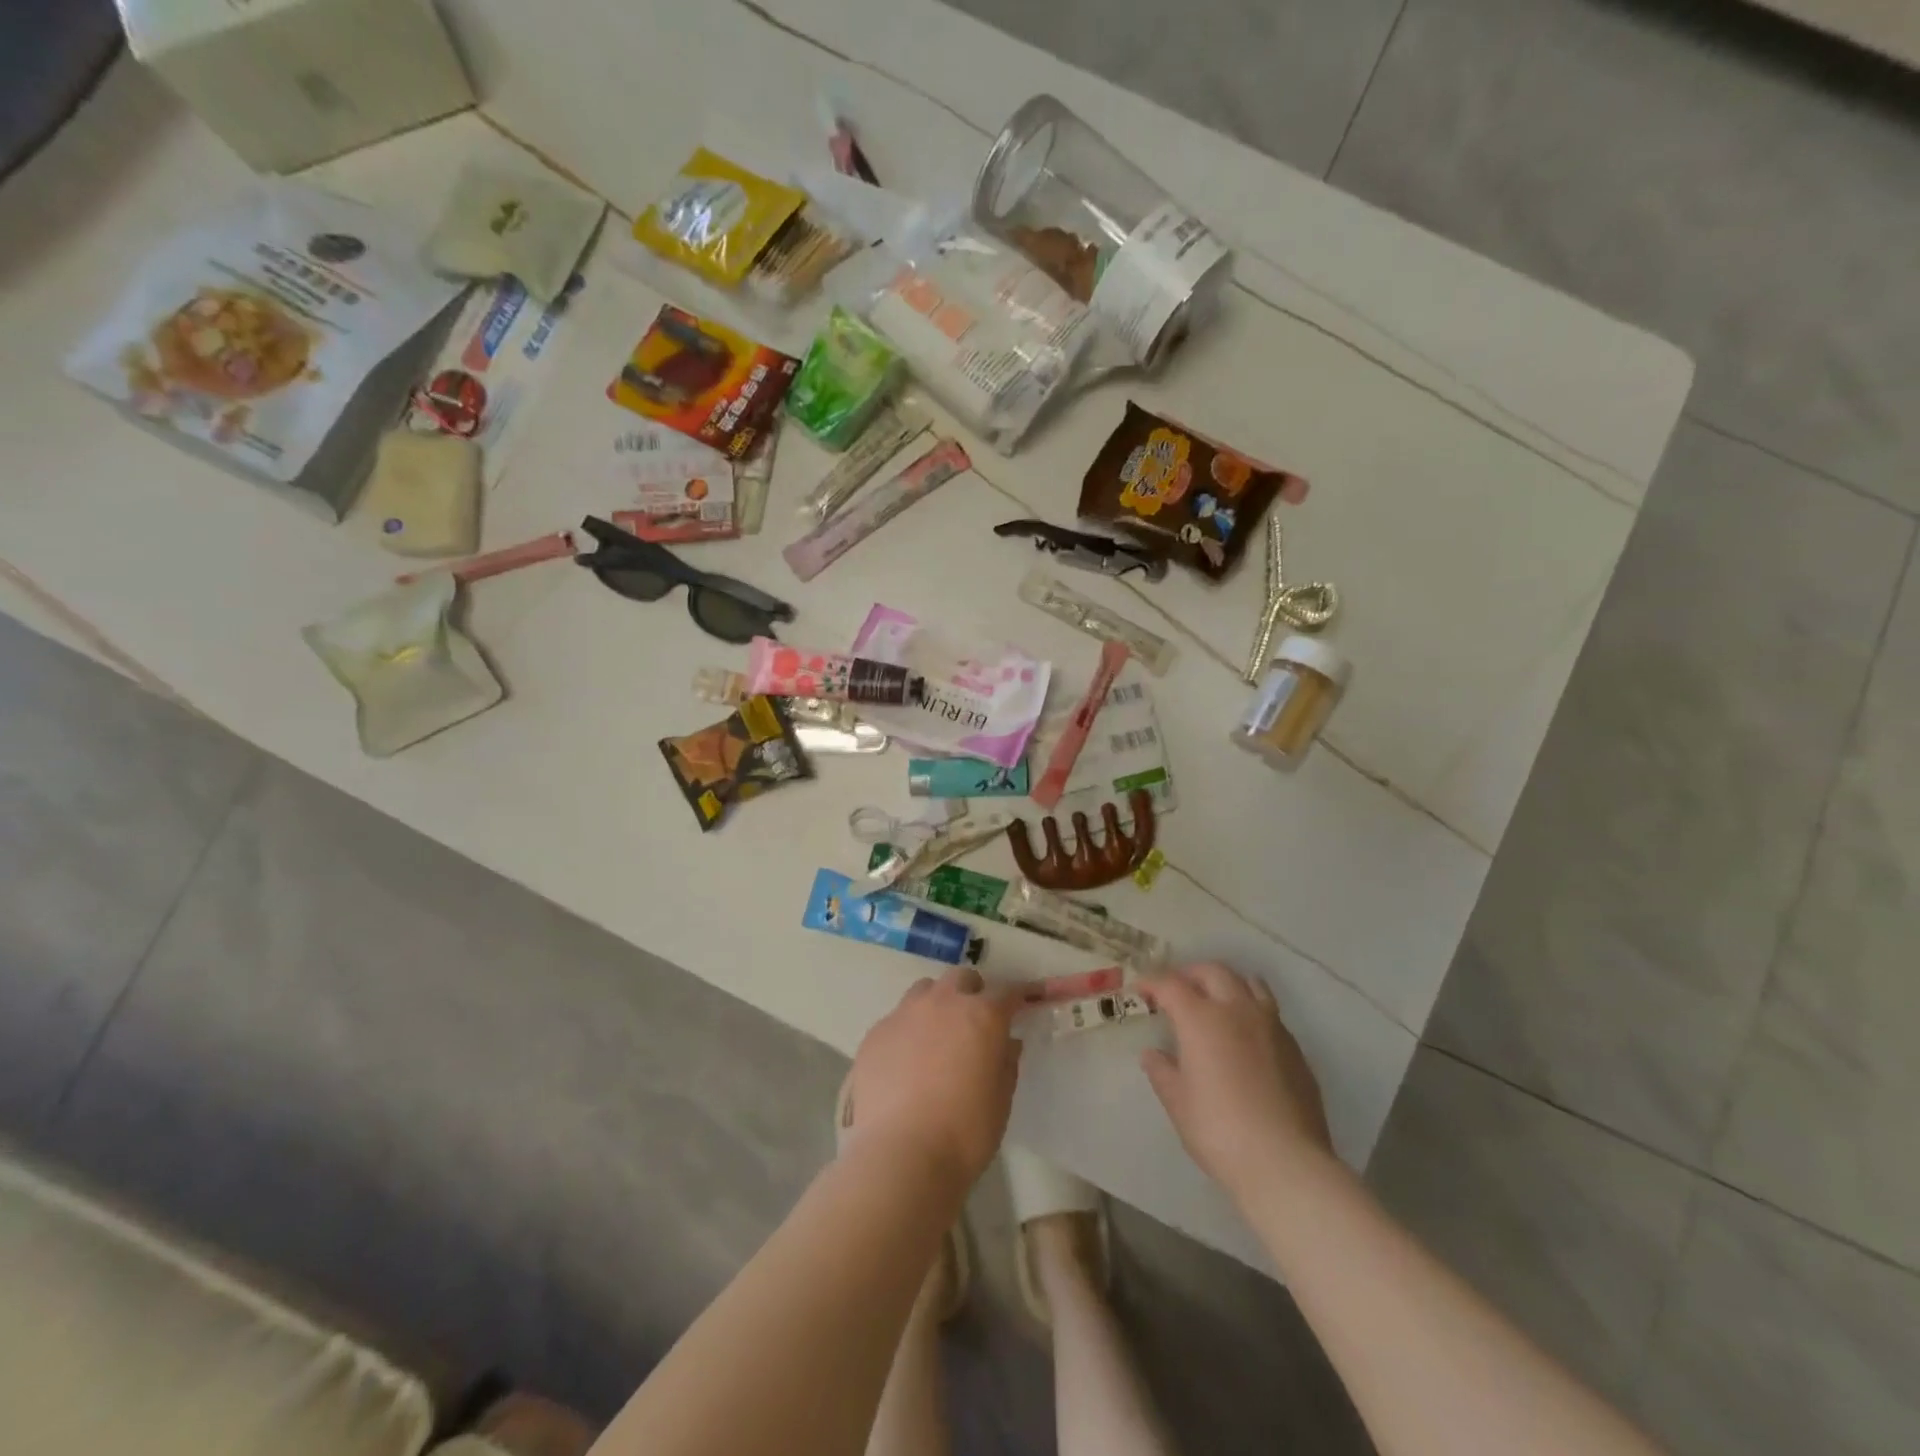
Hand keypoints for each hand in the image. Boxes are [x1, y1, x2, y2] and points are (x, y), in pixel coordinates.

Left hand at [842, 966, 1020, 1191]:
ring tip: (936, 1038)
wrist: (901, 1155)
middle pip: (961, 979)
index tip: (1024, 1002)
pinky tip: (905, 1064)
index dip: (1019, 996)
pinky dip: (907, 1032)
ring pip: (925, 991)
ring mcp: (904, 1014)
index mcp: (982, 1015)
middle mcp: (943, 1002)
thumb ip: (1005, 1062)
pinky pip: (897, 1019)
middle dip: (972, 993)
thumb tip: (1005, 1043)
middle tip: (975, 1023)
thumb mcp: (1001, 1100)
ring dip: (937, 1004)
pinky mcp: (875, 1033)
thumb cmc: (965, 1132)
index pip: (1008, 992)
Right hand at [1140, 963, 1334, 1204]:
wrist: (1286, 1163)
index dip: (1152, 982)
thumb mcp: (1178, 1103)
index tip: (1140, 990)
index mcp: (1202, 1019)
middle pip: (1213, 971)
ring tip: (1215, 1002)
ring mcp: (1272, 1027)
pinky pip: (1270, 1014)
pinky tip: (1246, 1038)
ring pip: (1250, 984)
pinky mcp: (1296, 1049)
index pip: (1171, 984)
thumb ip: (1162, 1072)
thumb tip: (1153, 1055)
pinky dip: (1252, 1012)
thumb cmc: (1219, 1130)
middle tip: (1176, 991)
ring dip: (1227, 984)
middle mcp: (1238, 1011)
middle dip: (1190, 974)